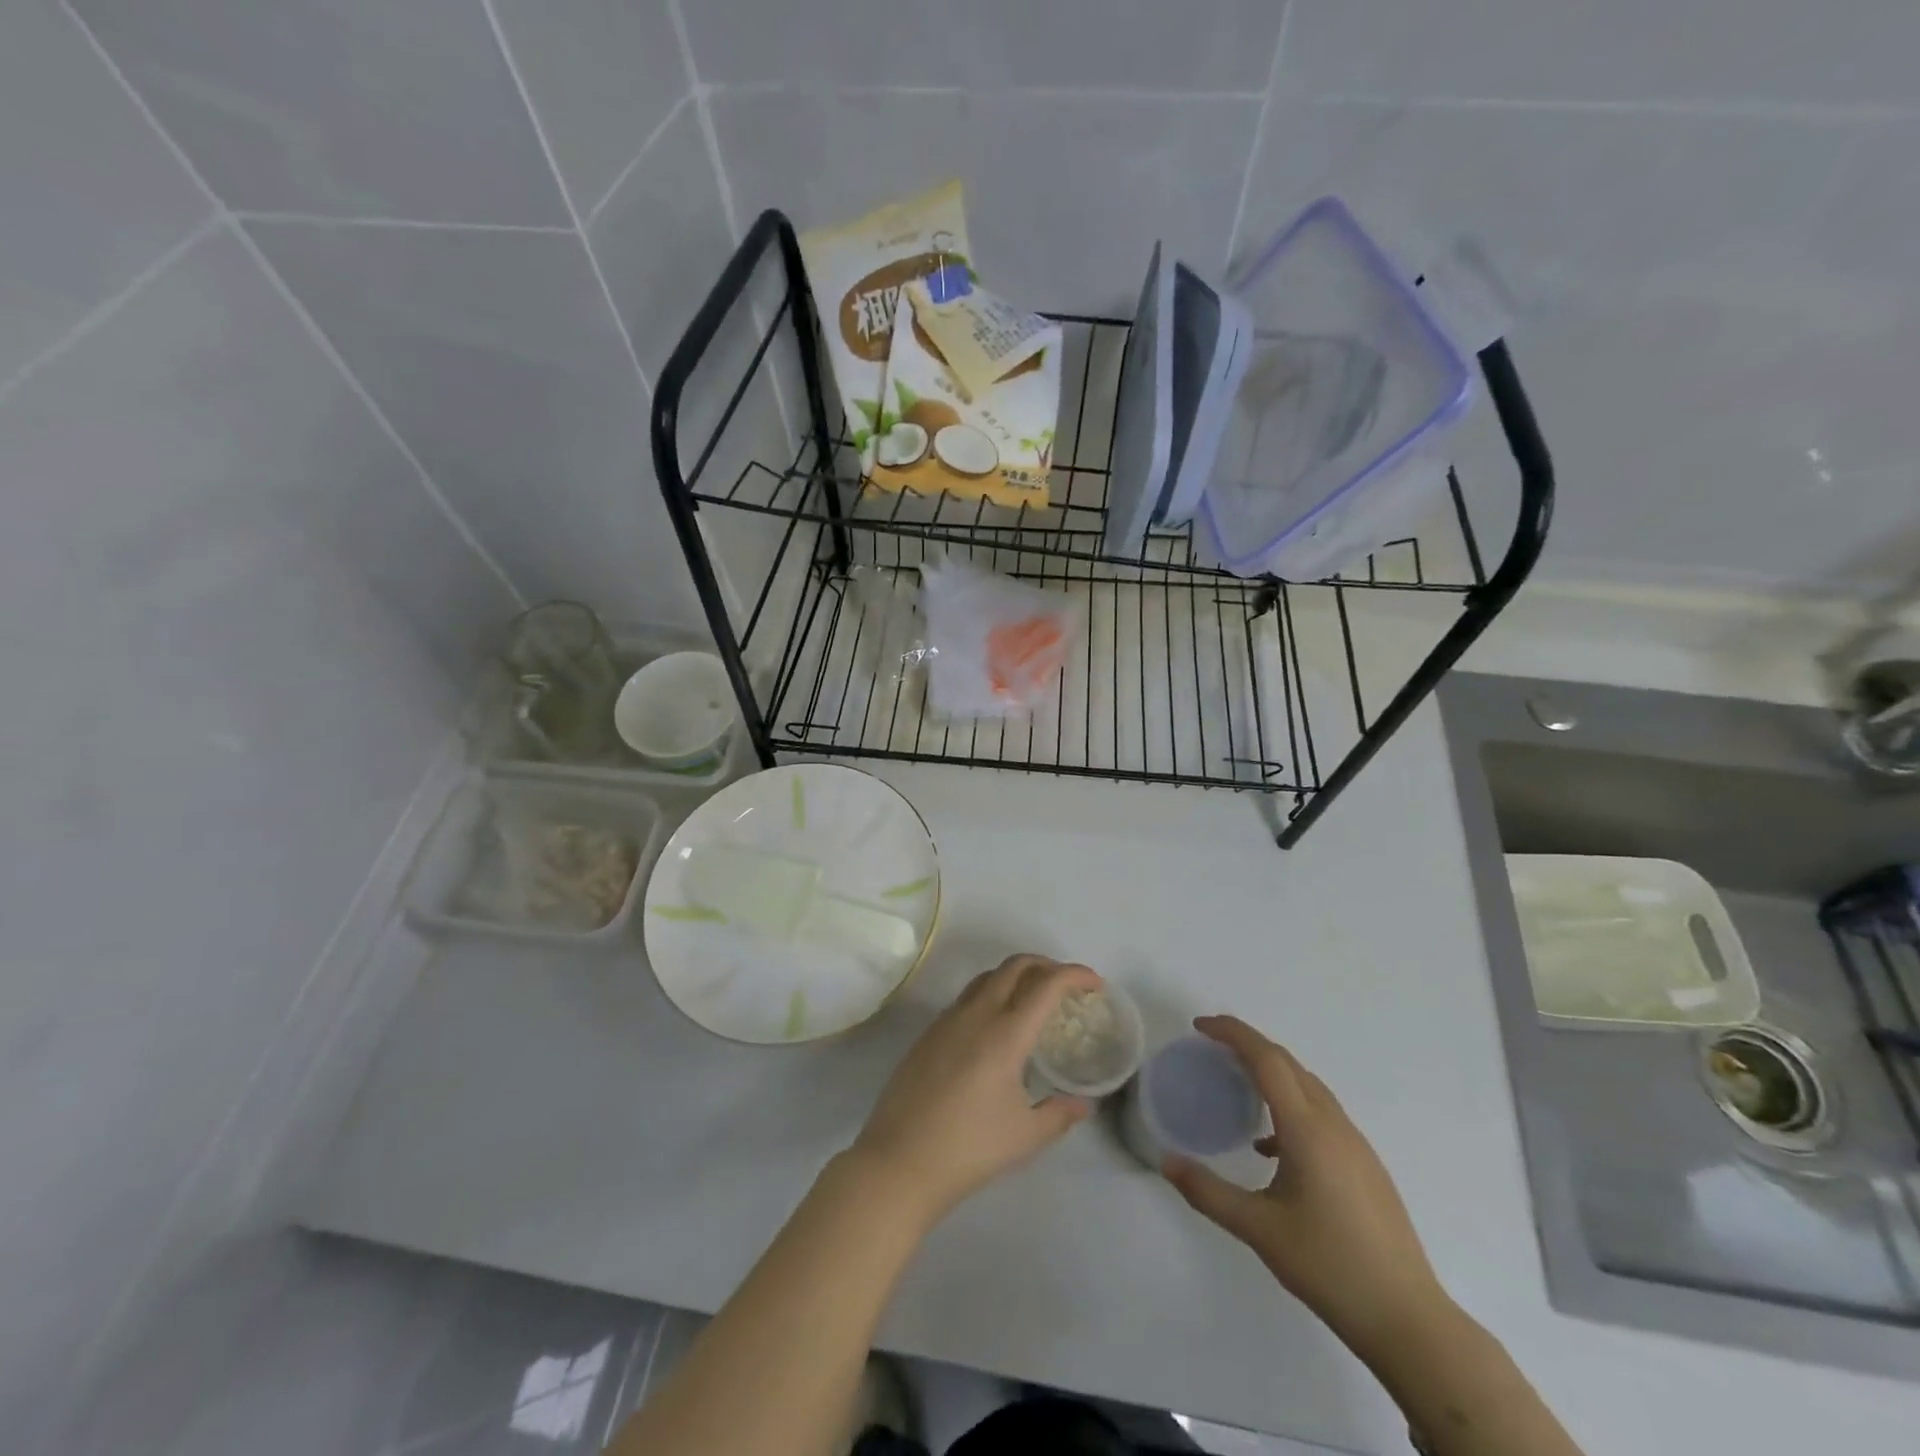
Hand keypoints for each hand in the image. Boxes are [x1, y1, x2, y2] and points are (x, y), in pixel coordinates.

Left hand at [849, 955, 1100, 1224]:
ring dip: (1016, 976)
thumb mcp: (1025, 1136)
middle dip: (1046, 965)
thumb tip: (1085, 1103)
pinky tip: (997, 1027)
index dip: (1074, 975)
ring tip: (1034, 1000)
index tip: (1094, 984)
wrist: (898, 1162)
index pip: (1046, 985)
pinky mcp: (928, 1033)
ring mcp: (947, 1020)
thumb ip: (1060, 1113)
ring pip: (987, 977)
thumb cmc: (969, 1149)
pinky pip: (967, 997)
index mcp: (1005, 1033)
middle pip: (1014, 966)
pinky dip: (992, 994)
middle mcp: (976, 1014)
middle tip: (1067, 986)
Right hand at [1162, 1016, 1448, 1357]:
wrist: (1408, 1320)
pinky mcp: (1365, 1165)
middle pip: (1288, 1064)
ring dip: (1271, 1072)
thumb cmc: (1330, 1267)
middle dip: (1248, 1045)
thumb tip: (1167, 1162)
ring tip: (1237, 1085)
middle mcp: (1334, 1125)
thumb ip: (1208, 1192)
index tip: (1200, 1027)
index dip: (1233, 1033)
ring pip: (1308, 1086)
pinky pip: (1321, 1113)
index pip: (1267, 1059)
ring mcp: (1356, 1144)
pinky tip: (1271, 1147)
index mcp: (1308, 1130)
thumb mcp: (1259, 1230)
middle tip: (1210, 1047)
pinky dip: (1290, 1104)